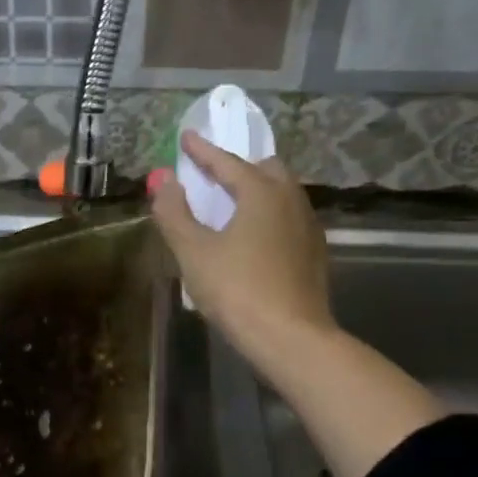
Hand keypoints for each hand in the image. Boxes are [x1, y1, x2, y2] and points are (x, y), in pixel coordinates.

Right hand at [152, 131, 333, 363]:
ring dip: (255, 190)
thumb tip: (163, 181)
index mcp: (262, 193)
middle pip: (265, 170)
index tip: (186, 137)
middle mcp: (290, 201)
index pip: (228, 162)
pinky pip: (287, 218)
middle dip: (238, 166)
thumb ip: (175, 212)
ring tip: (230, 204)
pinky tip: (252, 237)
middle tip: (212, 174)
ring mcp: (308, 228)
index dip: (202, 151)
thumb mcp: (194, 251)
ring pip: (281, 194)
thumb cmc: (237, 290)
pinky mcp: (314, 254)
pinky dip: (267, 214)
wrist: (291, 339)